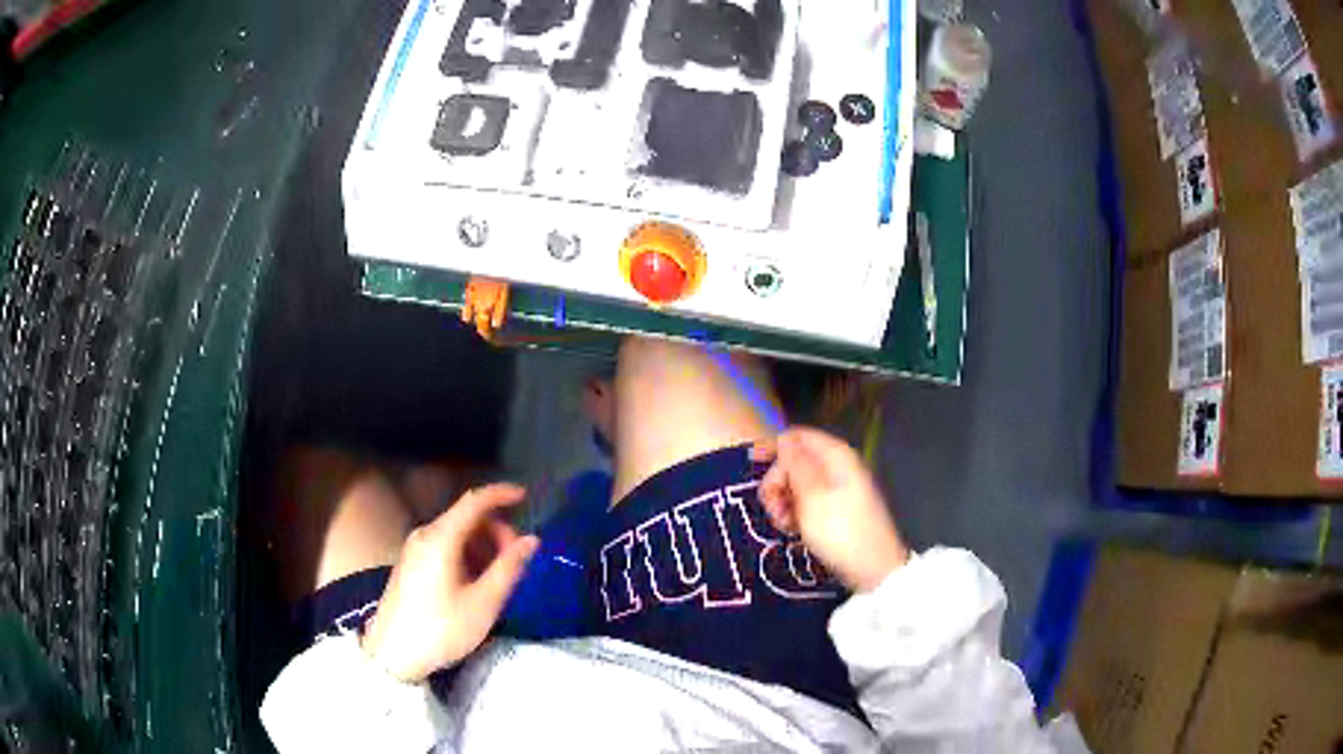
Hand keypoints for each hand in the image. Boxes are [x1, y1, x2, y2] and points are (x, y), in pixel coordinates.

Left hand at [361, 484, 539, 682]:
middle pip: (467, 518)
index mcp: (441, 538)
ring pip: (456, 534)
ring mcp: (414, 549)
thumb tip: (531, 541)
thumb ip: (509, 568)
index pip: (475, 501)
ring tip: (497, 578)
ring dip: (483, 547)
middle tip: (516, 561)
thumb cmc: (441, 628)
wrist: (393, 654)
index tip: (526, 497)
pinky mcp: (410, 564)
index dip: (502, 494)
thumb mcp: (483, 602)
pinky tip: (475, 584)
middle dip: (496, 532)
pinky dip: (466, 556)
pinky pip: (445, 547)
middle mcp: (425, 535)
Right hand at [753, 428, 908, 592]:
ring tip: (783, 524)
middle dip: (778, 482)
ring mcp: (839, 489)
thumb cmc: (841, 530)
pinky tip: (793, 530)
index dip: (774, 447)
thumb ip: (795, 464)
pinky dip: (796, 513)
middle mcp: (838, 467)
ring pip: (799, 484)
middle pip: (796, 461)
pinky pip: (808, 502)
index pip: (798, 436)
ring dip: (784, 501)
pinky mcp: (837, 510)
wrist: (872, 569)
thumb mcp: (812, 495)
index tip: (752, 465)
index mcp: (836, 456)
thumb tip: (784, 438)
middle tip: (772, 508)